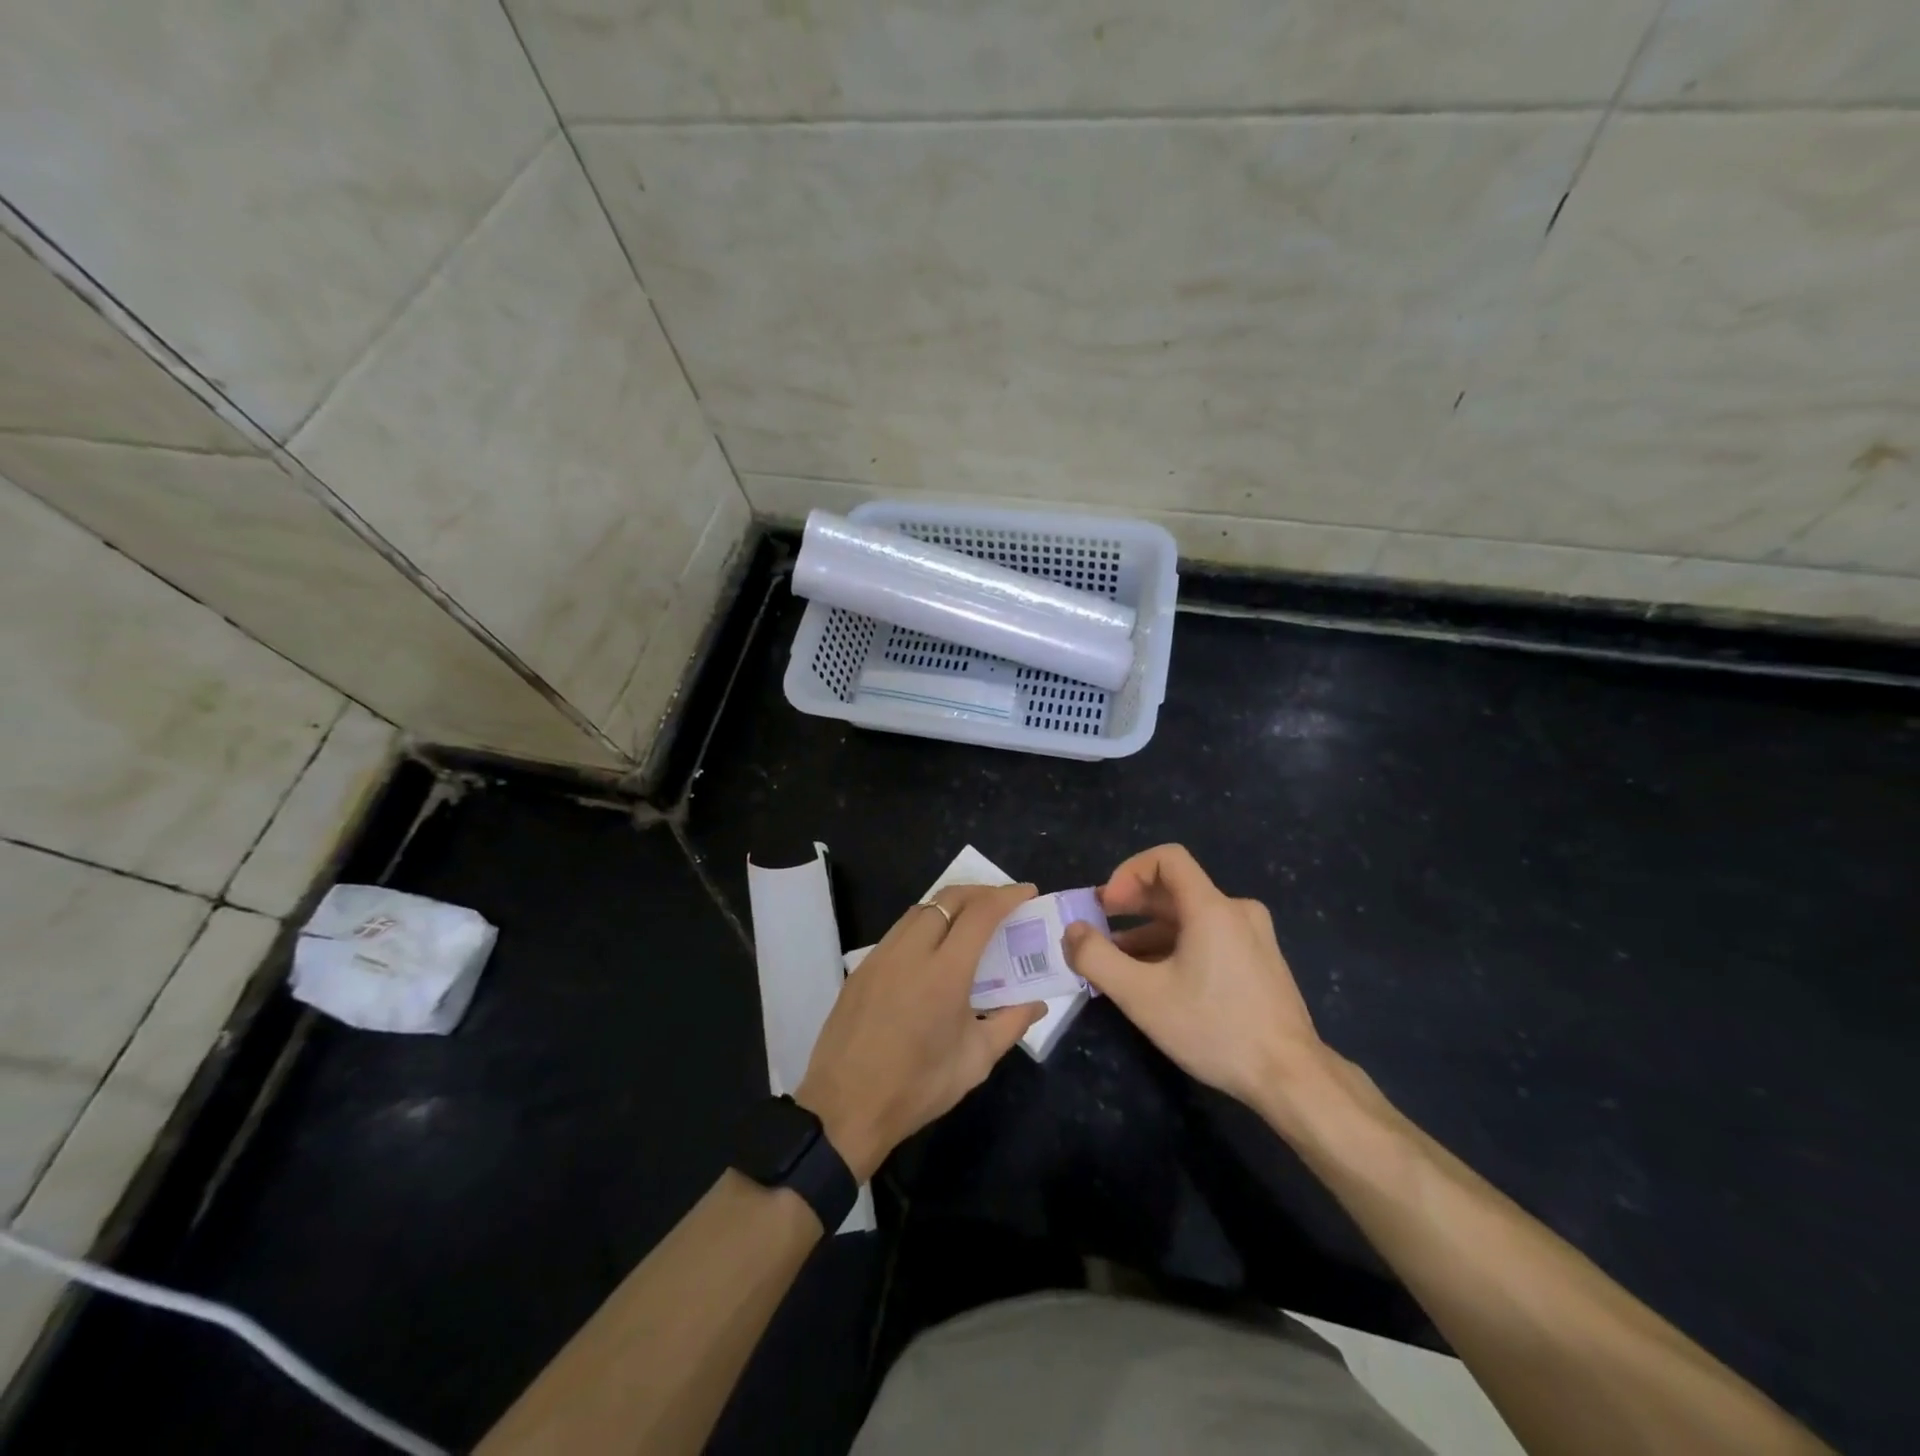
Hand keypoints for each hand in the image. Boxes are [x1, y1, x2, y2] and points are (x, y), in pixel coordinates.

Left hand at [797, 883, 1044, 1181]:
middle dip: (980, 892)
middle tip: (1002, 903)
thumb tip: (1038, 1003)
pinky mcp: (862, 967)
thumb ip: (1011, 1024)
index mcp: (944, 973)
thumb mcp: (975, 1062)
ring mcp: (881, 955)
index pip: (980, 914)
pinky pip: (899, 930)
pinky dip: (925, 924)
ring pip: (921, 909)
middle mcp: (911, 952)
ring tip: (971, 921)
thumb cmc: (917, 1087)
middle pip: (948, 898)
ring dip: (950, 905)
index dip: (1007, 896)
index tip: (1027, 892)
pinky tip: (934, 948)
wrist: (844, 1107)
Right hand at [1063, 844, 1328, 1113]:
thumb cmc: (1215, 1029)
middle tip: (1099, 928)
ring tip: (1119, 962)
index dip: (1128, 872)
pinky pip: (1209, 937)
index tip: (1106, 905)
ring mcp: (1253, 936)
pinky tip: (1156, 979)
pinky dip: (1176, 947)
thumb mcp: (1142, 996)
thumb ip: (1097, 958)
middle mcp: (1236, 911)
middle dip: (1132, 904)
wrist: (1291, 1078)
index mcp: (1212, 908)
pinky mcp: (1259, 961)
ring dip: (1150, 931)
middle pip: (1176, 888)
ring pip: (1191, 917)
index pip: (1167, 858)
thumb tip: (1072, 931)